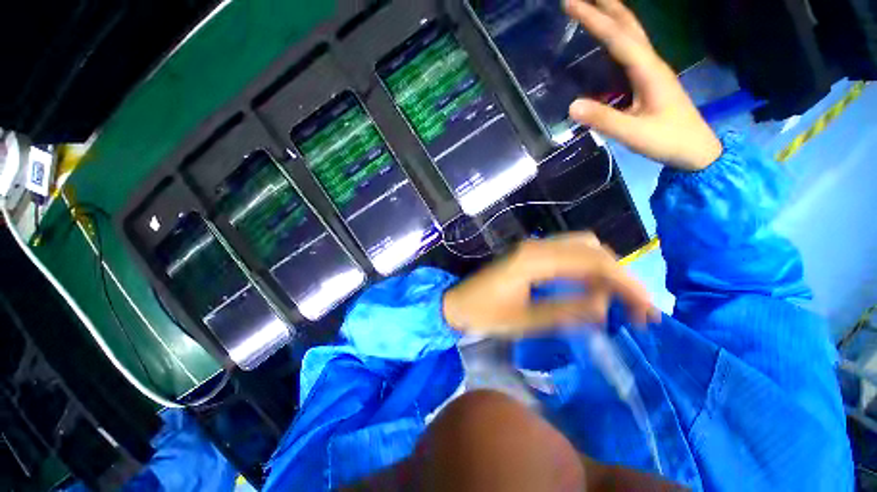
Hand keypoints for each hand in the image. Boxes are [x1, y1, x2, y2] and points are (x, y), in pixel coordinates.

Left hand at [442, 233, 654, 336]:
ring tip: (618, 304)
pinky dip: (585, 272)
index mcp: (534, 259)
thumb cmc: (483, 314)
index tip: (647, 311)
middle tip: (635, 308)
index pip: (593, 261)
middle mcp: (536, 246)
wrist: (455, 304)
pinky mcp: (529, 256)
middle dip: (619, 275)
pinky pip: (566, 257)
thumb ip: (565, 312)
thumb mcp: (524, 321)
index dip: (626, 283)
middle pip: (591, 249)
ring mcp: (532, 248)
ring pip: (581, 249)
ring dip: (604, 272)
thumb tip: (604, 307)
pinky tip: (592, 292)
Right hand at [564, 0, 722, 170]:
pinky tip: (608, 37)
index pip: (619, 38)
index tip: (572, 3)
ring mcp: (652, 70)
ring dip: (613, 16)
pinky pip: (631, 50)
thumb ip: (604, 119)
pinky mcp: (649, 80)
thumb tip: (571, 106)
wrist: (696, 149)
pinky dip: (617, 36)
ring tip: (594, 4)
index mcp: (649, 71)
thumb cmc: (668, 140)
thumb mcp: (634, 133)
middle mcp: (652, 63)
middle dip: (606, 6)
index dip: (595, 19)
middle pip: (629, 26)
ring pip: (632, 34)